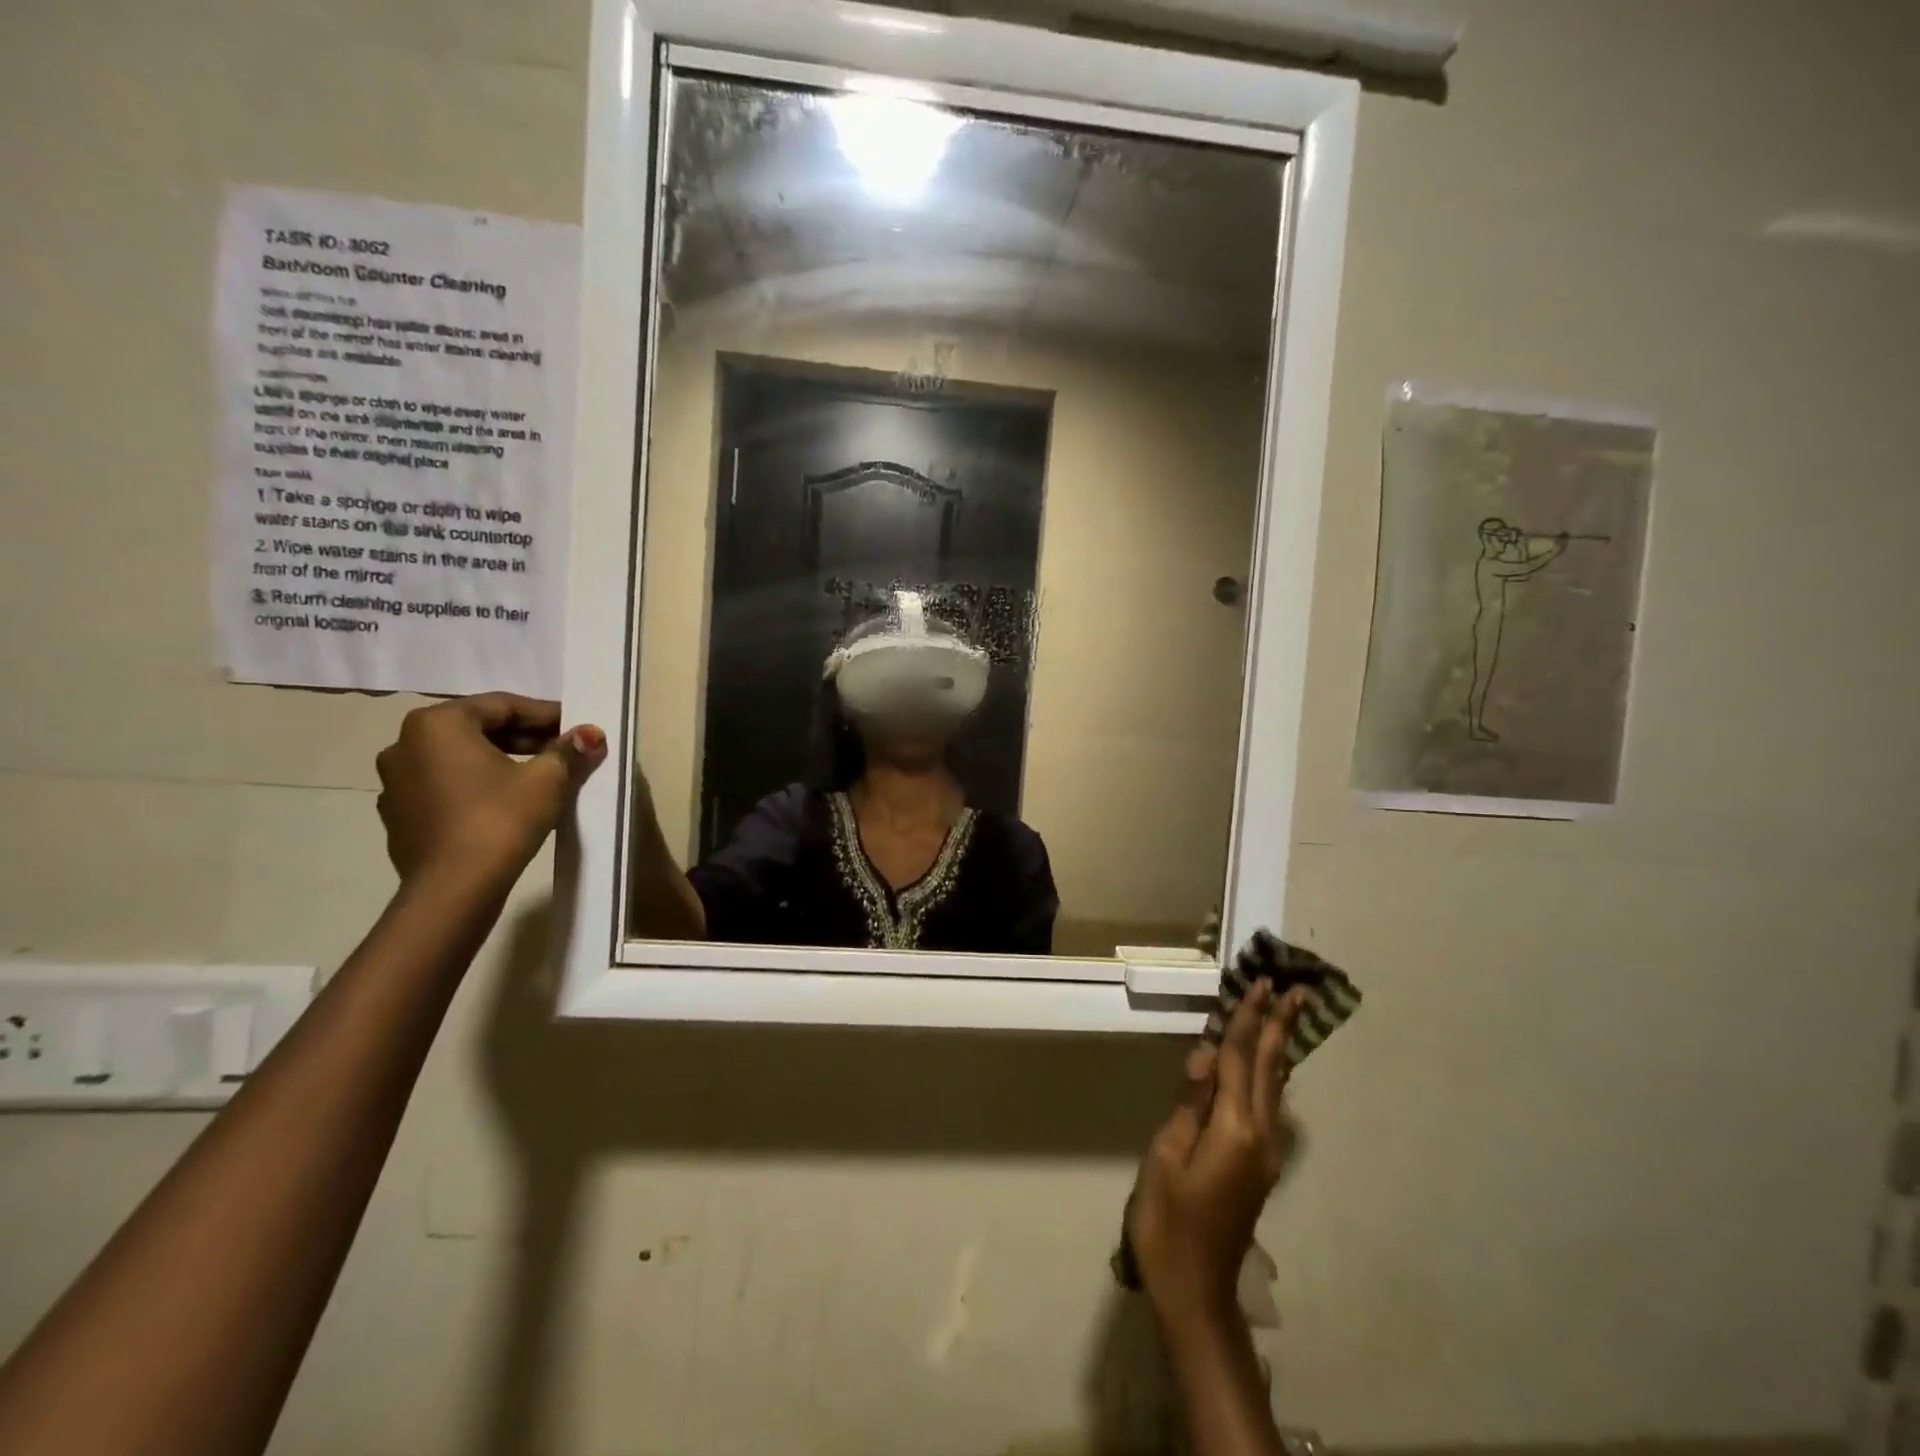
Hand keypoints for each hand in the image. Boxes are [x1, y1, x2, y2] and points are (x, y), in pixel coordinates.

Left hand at [375, 693, 606, 892]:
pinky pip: (445, 787)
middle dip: (524, 737)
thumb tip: (590, 734)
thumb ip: (568, 750)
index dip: (546, 714)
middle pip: (477, 729)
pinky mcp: (399, 815)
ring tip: (539, 777)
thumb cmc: (500, 820)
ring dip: (500, 761)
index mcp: (437, 724)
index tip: (577, 727)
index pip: (503, 705)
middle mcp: (405, 744)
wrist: (454, 888)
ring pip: (459, 759)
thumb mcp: (546, 779)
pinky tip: (505, 803)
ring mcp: (395, 782)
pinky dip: (476, 786)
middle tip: (563, 750)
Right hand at [1127, 981, 1303, 1328]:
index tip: (1262, 985)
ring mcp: (1266, 1153)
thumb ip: (1189, 1103)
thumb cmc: (1168, 1220)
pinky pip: (1268, 1105)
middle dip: (1279, 1026)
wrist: (1195, 1289)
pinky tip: (1268, 1067)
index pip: (1239, 1059)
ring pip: (1274, 1087)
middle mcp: (1260, 1135)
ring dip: (1279, 1047)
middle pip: (1269, 1068)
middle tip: (1298, 989)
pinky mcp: (1260, 1165)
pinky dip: (1269, 1074)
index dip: (1247, 1020)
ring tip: (1289, 1016)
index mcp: (1234, 1129)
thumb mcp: (1166, 1156)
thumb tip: (1205, 1055)